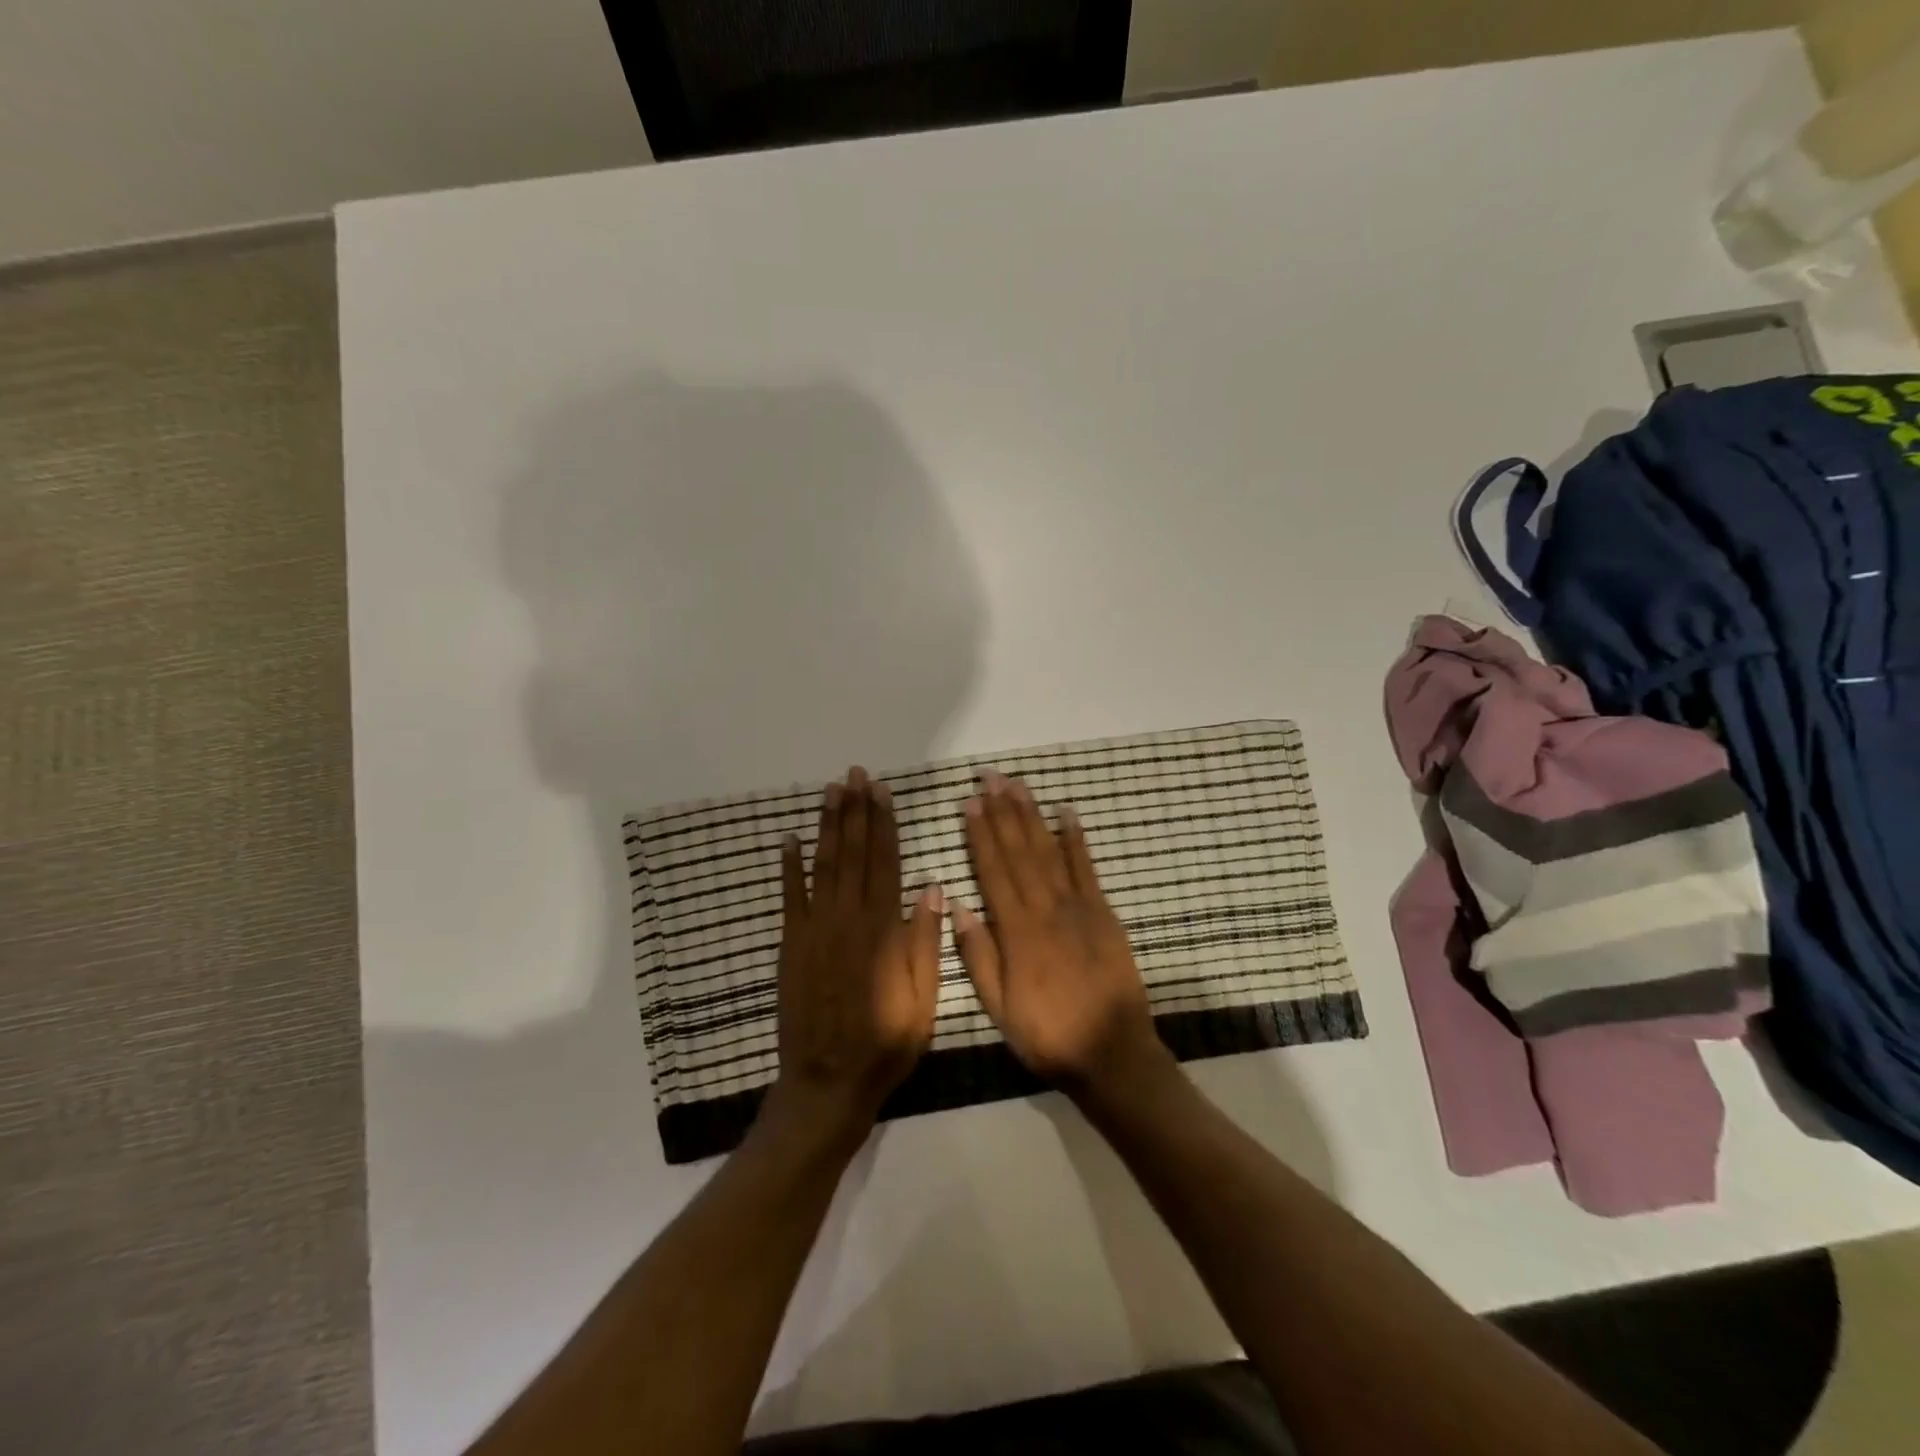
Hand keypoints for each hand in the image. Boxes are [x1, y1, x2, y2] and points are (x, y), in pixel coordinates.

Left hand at [769, 766, 943, 1138]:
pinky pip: (790, 897)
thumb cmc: (886, 1044)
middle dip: (855, 811)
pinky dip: (789, 866)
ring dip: (827, 826)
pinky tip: (790, 840)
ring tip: (831, 792)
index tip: (883, 791)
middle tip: (855, 774)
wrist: (828, 1082)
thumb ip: (925, 942)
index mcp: (883, 931)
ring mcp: (815, 930)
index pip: (886, 863)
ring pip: (823, 866)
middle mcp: (848, 920)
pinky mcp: (791, 945)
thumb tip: (930, 887)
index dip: (885, 824)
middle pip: (853, 854)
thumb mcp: (924, 1001)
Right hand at [954, 770, 1168, 1096]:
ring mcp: (1078, 907)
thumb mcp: (999, 1007)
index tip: (969, 804)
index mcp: (1017, 932)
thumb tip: (959, 907)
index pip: (993, 872)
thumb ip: (978, 956)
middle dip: (1003, 813)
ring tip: (1018, 786)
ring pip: (1049, 851)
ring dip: (1032, 816)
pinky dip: (1076, 839)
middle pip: (1020, 852)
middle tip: (990, 778)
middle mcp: (1046, 909)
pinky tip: (1067, 813)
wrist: (1111, 1052)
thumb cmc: (1047, 1034)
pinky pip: (1087, 868)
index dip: (980, 836)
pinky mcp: (1103, 912)